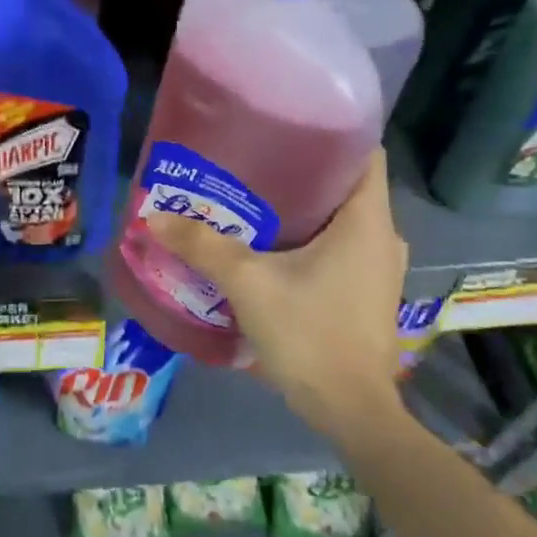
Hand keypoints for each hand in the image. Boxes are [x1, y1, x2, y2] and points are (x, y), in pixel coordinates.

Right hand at [145, 149, 409, 435]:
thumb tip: (153, 216)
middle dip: (302, 170)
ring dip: (304, 208)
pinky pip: (341, 247)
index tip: (286, 124)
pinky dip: (310, 238)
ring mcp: (378, 269)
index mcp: (368, 220)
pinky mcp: (367, 294)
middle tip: (253, 161)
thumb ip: (202, 246)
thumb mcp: (248, 284)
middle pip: (346, 184)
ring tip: (254, 199)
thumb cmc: (310, 334)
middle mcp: (382, 237)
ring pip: (342, 219)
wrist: (351, 412)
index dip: (332, 131)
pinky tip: (270, 246)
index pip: (366, 151)